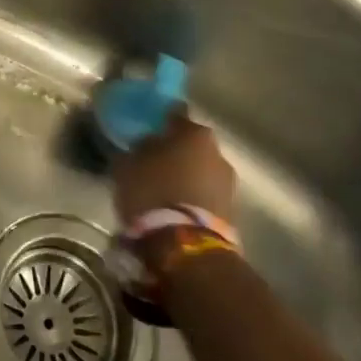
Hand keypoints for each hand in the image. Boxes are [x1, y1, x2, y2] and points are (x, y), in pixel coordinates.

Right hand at [112, 110, 235, 225]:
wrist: (185, 245)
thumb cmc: (152, 193)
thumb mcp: (128, 166)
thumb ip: (136, 149)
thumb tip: (143, 144)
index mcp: (194, 133)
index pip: (176, 115)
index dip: (160, 121)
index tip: (147, 129)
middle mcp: (218, 152)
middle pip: (192, 145)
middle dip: (175, 152)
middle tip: (153, 162)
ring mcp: (228, 183)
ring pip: (201, 171)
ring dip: (186, 177)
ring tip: (163, 190)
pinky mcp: (232, 212)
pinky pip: (206, 195)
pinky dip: (193, 198)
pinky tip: (175, 208)